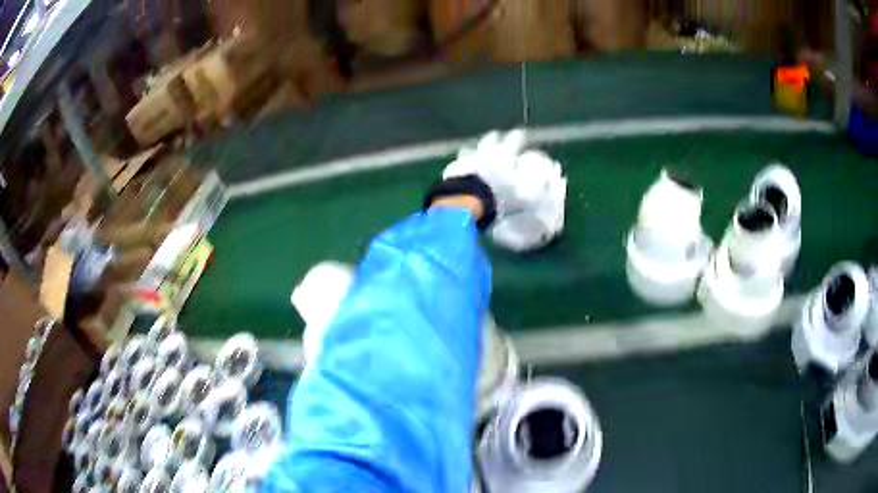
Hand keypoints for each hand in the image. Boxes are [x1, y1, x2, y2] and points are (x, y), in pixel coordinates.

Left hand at [444, 131, 567, 250]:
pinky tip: (464, 166)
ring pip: (474, 147)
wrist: (467, 202)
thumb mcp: (525, 196)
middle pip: (493, 139)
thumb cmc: (500, 198)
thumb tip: (553, 188)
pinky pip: (460, 162)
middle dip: (498, 138)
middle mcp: (487, 151)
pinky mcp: (454, 169)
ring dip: (479, 149)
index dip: (520, 136)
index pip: (516, 139)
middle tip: (501, 138)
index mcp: (505, 154)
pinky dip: (464, 162)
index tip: (524, 134)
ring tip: (481, 151)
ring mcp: (468, 159)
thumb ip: (538, 190)